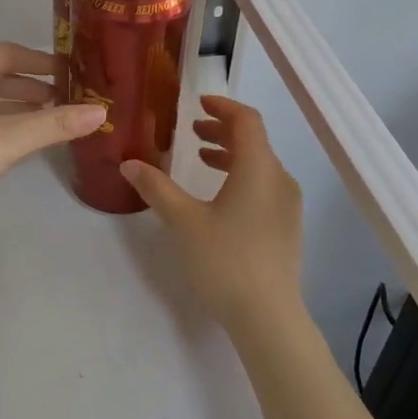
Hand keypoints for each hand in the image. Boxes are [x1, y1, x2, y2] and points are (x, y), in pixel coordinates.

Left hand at [0, 43, 106, 228]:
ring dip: (15, 107)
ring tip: (47, 120)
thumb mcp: (8, 139)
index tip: (69, 73)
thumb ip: (54, 125)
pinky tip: (15, 143)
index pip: (6, 53)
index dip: (40, 61)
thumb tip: (100, 112)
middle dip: (31, 86)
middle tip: (64, 100)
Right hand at [121, 97, 304, 330]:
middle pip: (255, 141)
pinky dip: (242, 178)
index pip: (247, 120)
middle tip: (192, 131)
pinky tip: (220, 199)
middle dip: (222, 130)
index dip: (223, 106)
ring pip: (260, 166)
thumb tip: (129, 164)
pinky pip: (265, 187)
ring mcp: (288, 205)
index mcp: (258, 168)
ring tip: (201, 159)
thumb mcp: (183, 221)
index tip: (198, 102)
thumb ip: (156, 188)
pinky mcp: (287, 228)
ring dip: (231, 155)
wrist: (267, 316)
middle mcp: (280, 179)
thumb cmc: (225, 260)